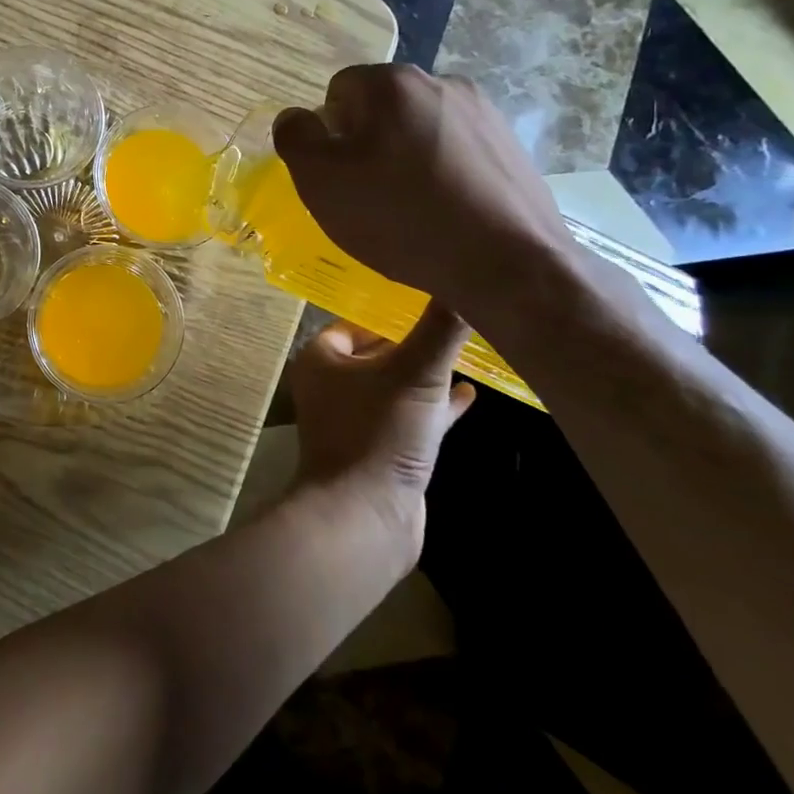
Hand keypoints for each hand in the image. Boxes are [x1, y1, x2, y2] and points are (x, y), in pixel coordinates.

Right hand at [272, 64, 576, 317]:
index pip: (338, 92)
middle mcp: (441, 82)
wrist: (507, 264)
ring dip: (406, 158)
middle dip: (367, 144)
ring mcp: (484, 113)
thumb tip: (296, 118)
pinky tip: (446, 214)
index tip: (338, 176)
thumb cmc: (400, 216)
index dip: (329, 135)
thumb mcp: (320, 181)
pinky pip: (456, 152)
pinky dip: (443, 175)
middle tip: (367, 196)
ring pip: (420, 130)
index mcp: (391, 83)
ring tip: (409, 210)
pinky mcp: (512, 146)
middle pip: (381, 109)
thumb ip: (295, 137)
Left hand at [286, 300, 476, 560]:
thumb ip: (440, 327)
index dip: (391, 310)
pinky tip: (469, 396)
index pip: (357, 321)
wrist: (365, 517)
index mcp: (323, 358)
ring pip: (396, 385)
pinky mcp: (381, 450)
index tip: (430, 297)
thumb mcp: (416, 373)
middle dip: (414, 340)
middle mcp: (333, 385)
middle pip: (378, 352)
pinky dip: (435, 406)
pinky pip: (410, 417)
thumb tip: (467, 276)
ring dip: (427, 373)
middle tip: (455, 321)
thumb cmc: (379, 432)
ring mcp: (356, 420)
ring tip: (470, 354)